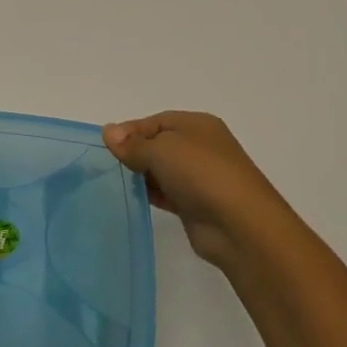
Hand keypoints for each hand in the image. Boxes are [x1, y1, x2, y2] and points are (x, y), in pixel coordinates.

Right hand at [102, 111, 285, 269]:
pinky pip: (168, 193)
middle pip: (159, 144)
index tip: (107, 145)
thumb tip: (109, 132)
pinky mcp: (197, 205)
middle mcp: (201, 147)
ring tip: (119, 182)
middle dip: (136, 152)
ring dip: (143, 174)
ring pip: (163, 170)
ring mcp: (201, 177)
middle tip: (111, 165)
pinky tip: (136, 198)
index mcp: (197, 125)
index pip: (156, 121)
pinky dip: (153, 193)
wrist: (240, 226)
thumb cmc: (200, 174)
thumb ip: (132, 144)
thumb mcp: (161, 149)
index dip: (130, 130)